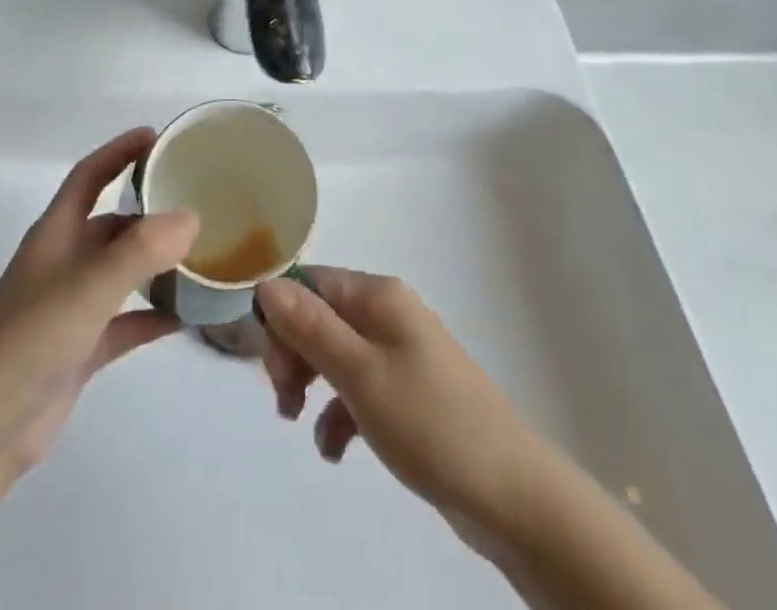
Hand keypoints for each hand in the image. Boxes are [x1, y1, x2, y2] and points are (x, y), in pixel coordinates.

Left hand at [0, 128, 199, 486]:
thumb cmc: (27, 341)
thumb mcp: (86, 288)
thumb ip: (139, 252)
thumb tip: (191, 216)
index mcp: (56, 234)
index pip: (89, 176)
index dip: (118, 152)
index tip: (156, 136)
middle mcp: (64, 262)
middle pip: (112, 223)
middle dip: (150, 210)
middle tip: (198, 201)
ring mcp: (71, 307)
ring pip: (122, 272)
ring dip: (156, 263)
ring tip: (203, 255)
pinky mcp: (80, 349)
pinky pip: (126, 322)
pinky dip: (153, 316)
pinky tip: (187, 317)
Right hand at [255, 269, 538, 535]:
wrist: (510, 494)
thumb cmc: (429, 422)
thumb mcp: (360, 374)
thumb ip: (310, 328)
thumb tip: (266, 283)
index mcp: (379, 296)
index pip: (310, 283)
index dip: (281, 317)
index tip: (269, 365)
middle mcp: (389, 314)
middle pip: (320, 316)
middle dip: (294, 354)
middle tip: (285, 400)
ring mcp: (401, 353)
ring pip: (335, 353)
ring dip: (310, 383)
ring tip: (299, 423)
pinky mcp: (408, 393)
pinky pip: (358, 388)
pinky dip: (339, 413)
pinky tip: (335, 450)